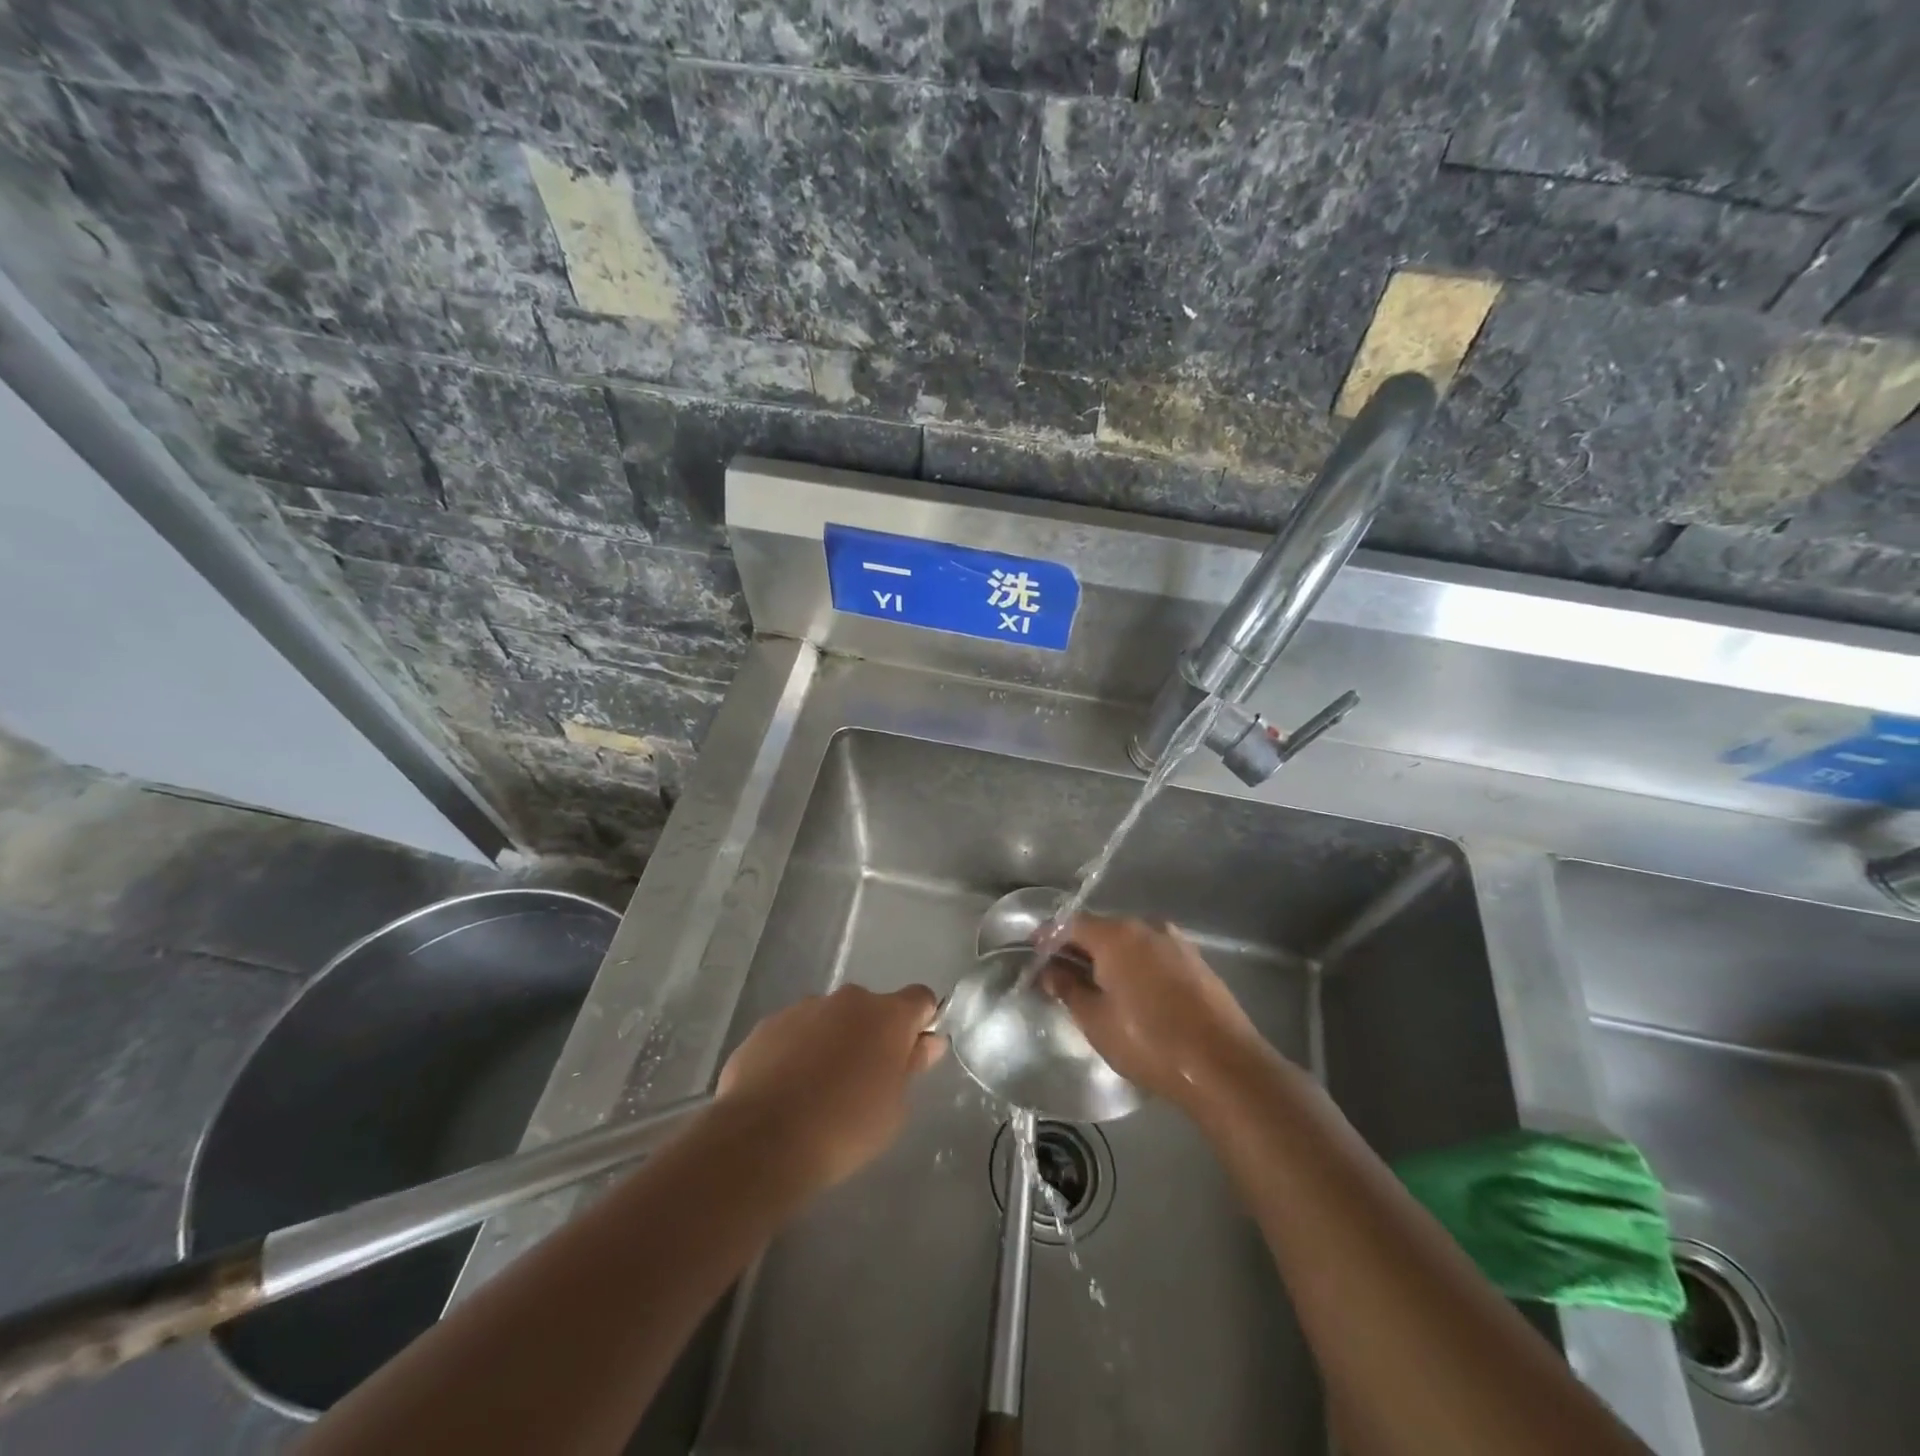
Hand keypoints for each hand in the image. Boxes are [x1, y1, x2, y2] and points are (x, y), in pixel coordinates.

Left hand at [715, 984, 944, 1192]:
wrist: (763, 1141)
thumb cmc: (845, 1129)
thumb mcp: (894, 1110)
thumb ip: (911, 1067)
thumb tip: (927, 1042)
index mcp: (887, 1015)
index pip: (920, 999)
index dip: (921, 1021)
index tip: (912, 1052)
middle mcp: (848, 1000)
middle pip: (871, 1009)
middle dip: (871, 1034)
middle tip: (862, 1080)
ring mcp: (803, 1008)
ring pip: (829, 1018)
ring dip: (832, 1040)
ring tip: (816, 1089)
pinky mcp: (767, 1025)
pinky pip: (793, 1032)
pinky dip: (796, 1051)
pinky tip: (785, 1090)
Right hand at [1044, 916, 1273, 1110]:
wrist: (1224, 1066)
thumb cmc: (1150, 1042)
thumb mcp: (1096, 1020)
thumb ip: (1068, 989)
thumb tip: (1049, 971)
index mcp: (1116, 934)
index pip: (1070, 924)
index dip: (1048, 937)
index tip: (1033, 954)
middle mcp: (1146, 927)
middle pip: (1101, 929)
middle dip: (1078, 948)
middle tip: (1060, 975)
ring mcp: (1176, 942)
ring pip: (1130, 942)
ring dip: (1109, 958)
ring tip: (1095, 987)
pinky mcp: (1196, 962)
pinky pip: (1153, 955)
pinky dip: (1135, 966)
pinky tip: (1132, 993)